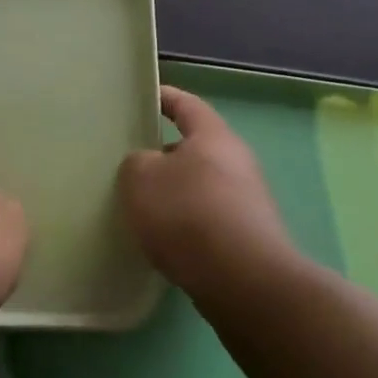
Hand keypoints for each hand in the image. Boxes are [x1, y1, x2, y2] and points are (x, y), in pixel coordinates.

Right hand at [119, 85, 294, 293]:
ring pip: (200, 185)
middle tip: (130, 161)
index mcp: (213, 136)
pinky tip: (163, 239)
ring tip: (141, 205)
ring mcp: (247, 200)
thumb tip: (147, 166)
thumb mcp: (140, 178)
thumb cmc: (187, 214)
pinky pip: (208, 217)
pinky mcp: (248, 235)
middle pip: (194, 147)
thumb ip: (136, 162)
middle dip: (163, 152)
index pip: (186, 104)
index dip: (163, 97)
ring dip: (174, 192)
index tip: (142, 97)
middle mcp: (237, 161)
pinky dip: (186, 222)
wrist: (242, 280)